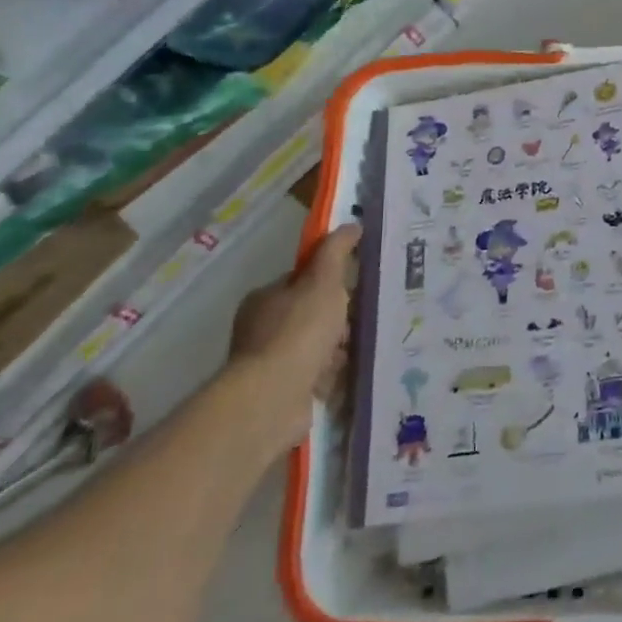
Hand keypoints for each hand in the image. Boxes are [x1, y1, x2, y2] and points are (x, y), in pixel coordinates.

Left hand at [226, 226, 359, 460]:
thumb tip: (350, 224)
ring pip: (317, 348)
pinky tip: (347, 376)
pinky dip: (332, 377)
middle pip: (313, 316)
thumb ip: (336, 253)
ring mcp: (270, 363)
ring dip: (338, 351)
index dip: (330, 283)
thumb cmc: (298, 332)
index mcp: (265, 299)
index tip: (354, 290)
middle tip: (359, 324)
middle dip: (339, 322)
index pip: (302, 282)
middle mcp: (262, 329)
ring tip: (356, 353)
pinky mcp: (281, 393)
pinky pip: (316, 377)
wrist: (273, 397)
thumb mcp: (323, 282)